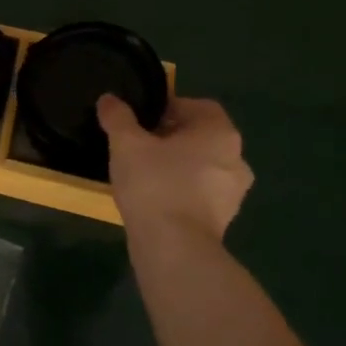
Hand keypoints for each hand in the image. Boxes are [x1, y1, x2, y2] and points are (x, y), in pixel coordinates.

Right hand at [98, 93, 253, 240]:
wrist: (174, 246)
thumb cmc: (154, 184)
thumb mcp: (126, 144)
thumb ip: (118, 118)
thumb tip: (109, 98)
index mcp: (219, 132)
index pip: (197, 106)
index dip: (167, 107)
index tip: (140, 120)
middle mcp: (236, 157)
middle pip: (200, 136)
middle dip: (171, 137)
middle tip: (137, 144)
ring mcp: (234, 191)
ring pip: (202, 165)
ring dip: (177, 164)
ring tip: (143, 172)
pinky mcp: (224, 217)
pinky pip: (200, 192)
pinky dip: (181, 189)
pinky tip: (154, 197)